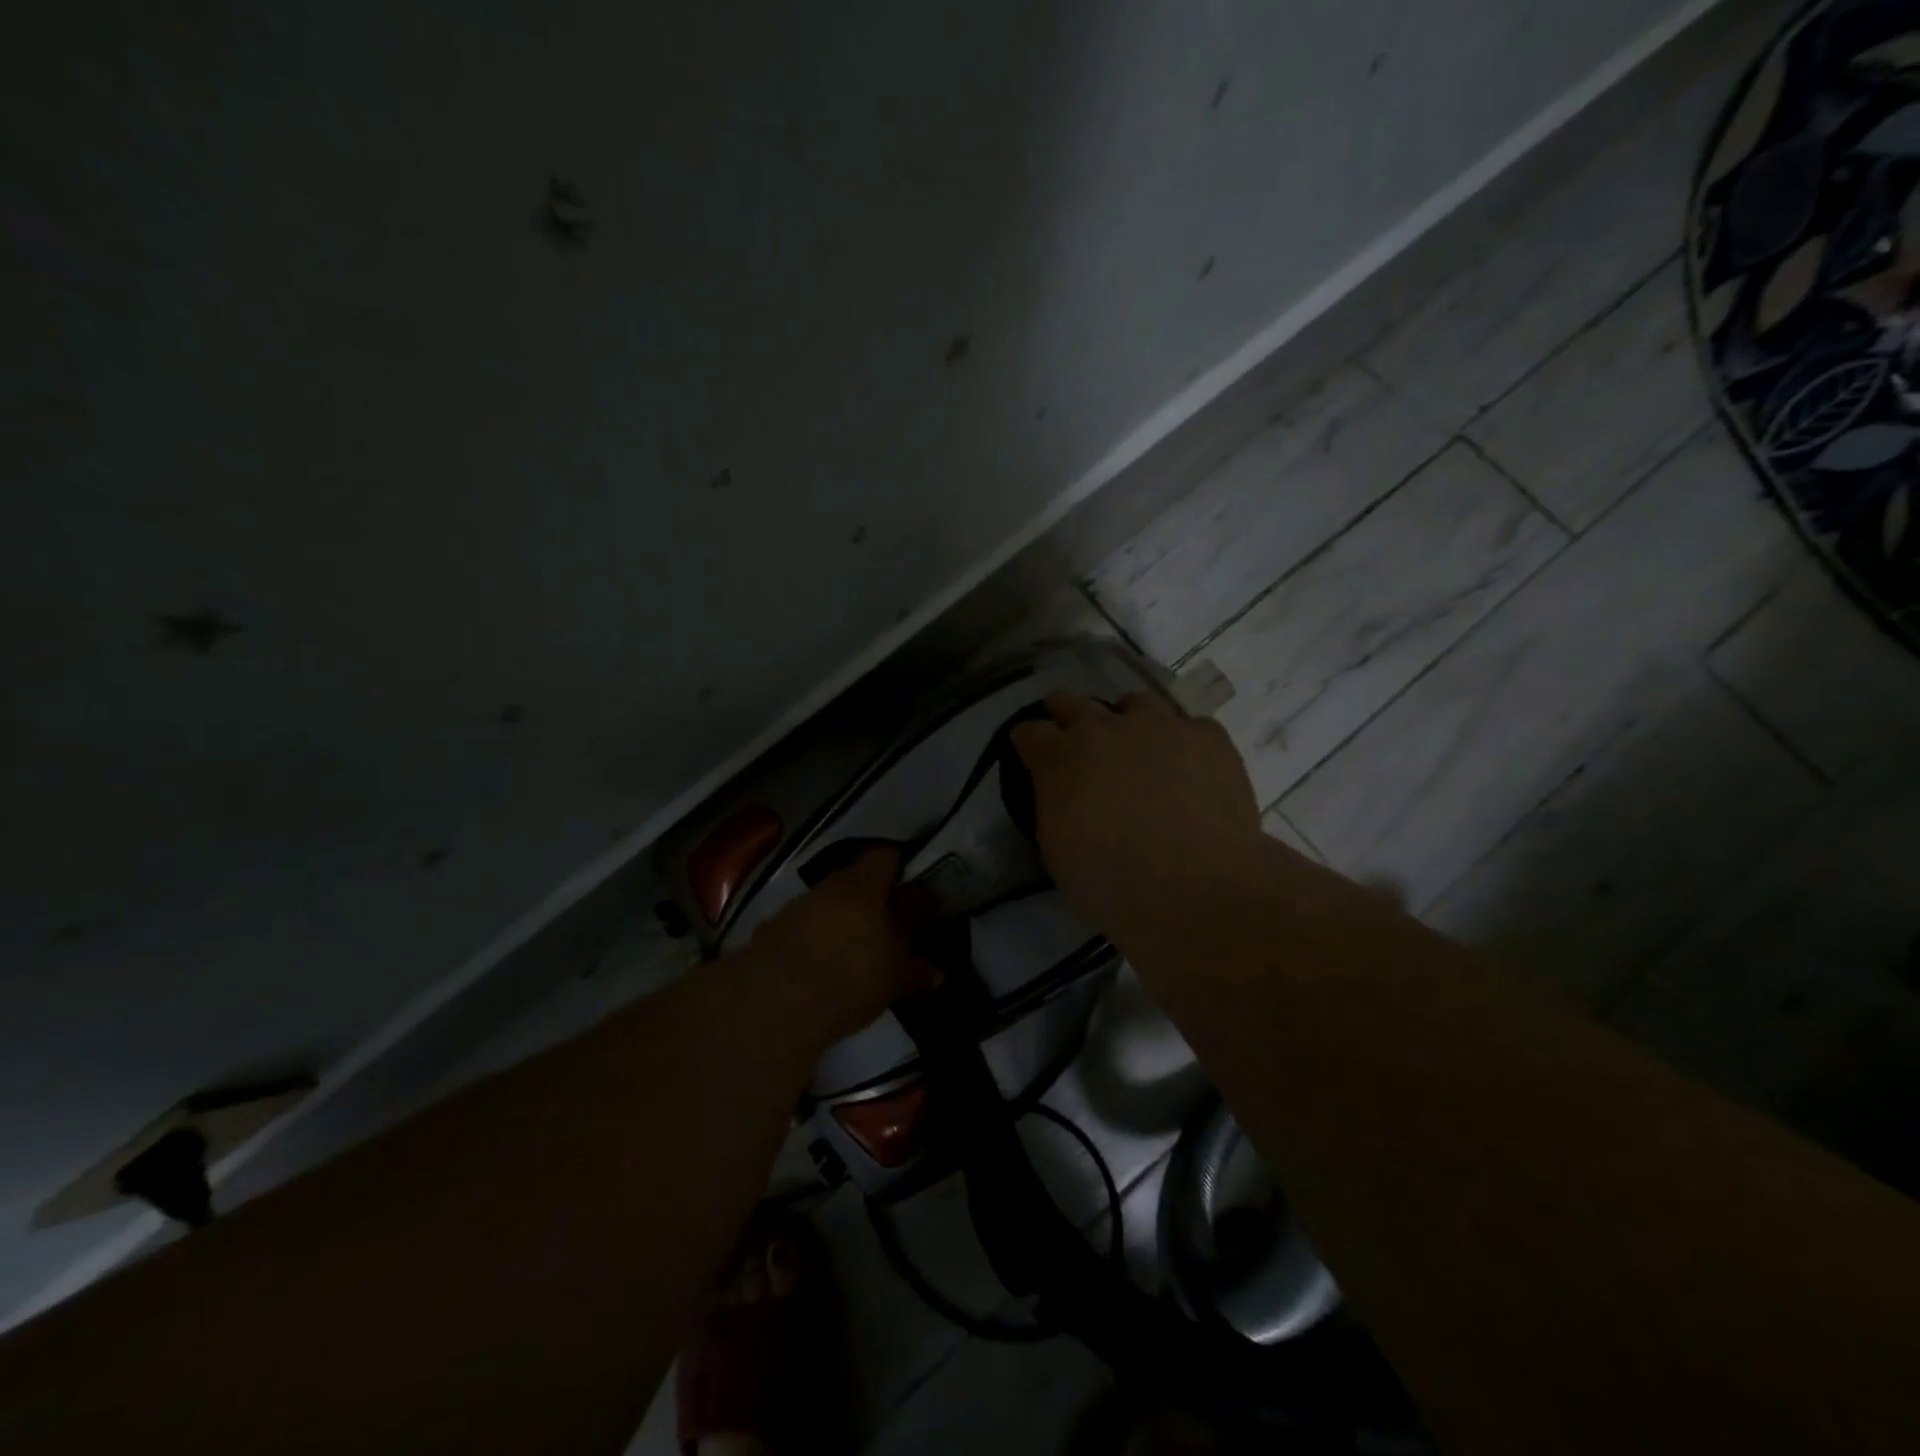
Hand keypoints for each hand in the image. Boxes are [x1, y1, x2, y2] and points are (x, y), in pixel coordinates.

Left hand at [738, 846, 933, 1043]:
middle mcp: (827, 888)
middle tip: (889, 923)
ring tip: (855, 949)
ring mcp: (794, 908)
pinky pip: (802, 927)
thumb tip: (939, 973)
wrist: (772, 1005)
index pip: (885, 857)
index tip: (912, 885)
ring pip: (826, 904)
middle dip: (872, 900)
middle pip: (854, 881)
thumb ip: (916, 973)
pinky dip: (814, 940)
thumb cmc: (848, 978)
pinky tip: (822, 967)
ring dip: (841, 920)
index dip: (900, 867)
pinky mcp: (770, 932)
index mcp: (862, 887)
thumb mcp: (892, 981)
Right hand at [1011, 693, 1264, 936]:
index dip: (1029, 742)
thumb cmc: (1112, 882)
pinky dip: (1182, 742)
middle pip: (1073, 703)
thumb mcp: (1056, 849)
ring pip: (1135, 704)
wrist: (1196, 890)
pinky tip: (1190, 767)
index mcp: (1060, 757)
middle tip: (1074, 740)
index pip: (1030, 732)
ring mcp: (1160, 726)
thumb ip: (1054, 803)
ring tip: (1137, 747)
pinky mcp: (1208, 737)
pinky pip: (1189, 726)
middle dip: (1067, 717)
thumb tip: (1062, 791)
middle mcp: (1105, 728)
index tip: (1032, 754)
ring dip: (1127, 721)